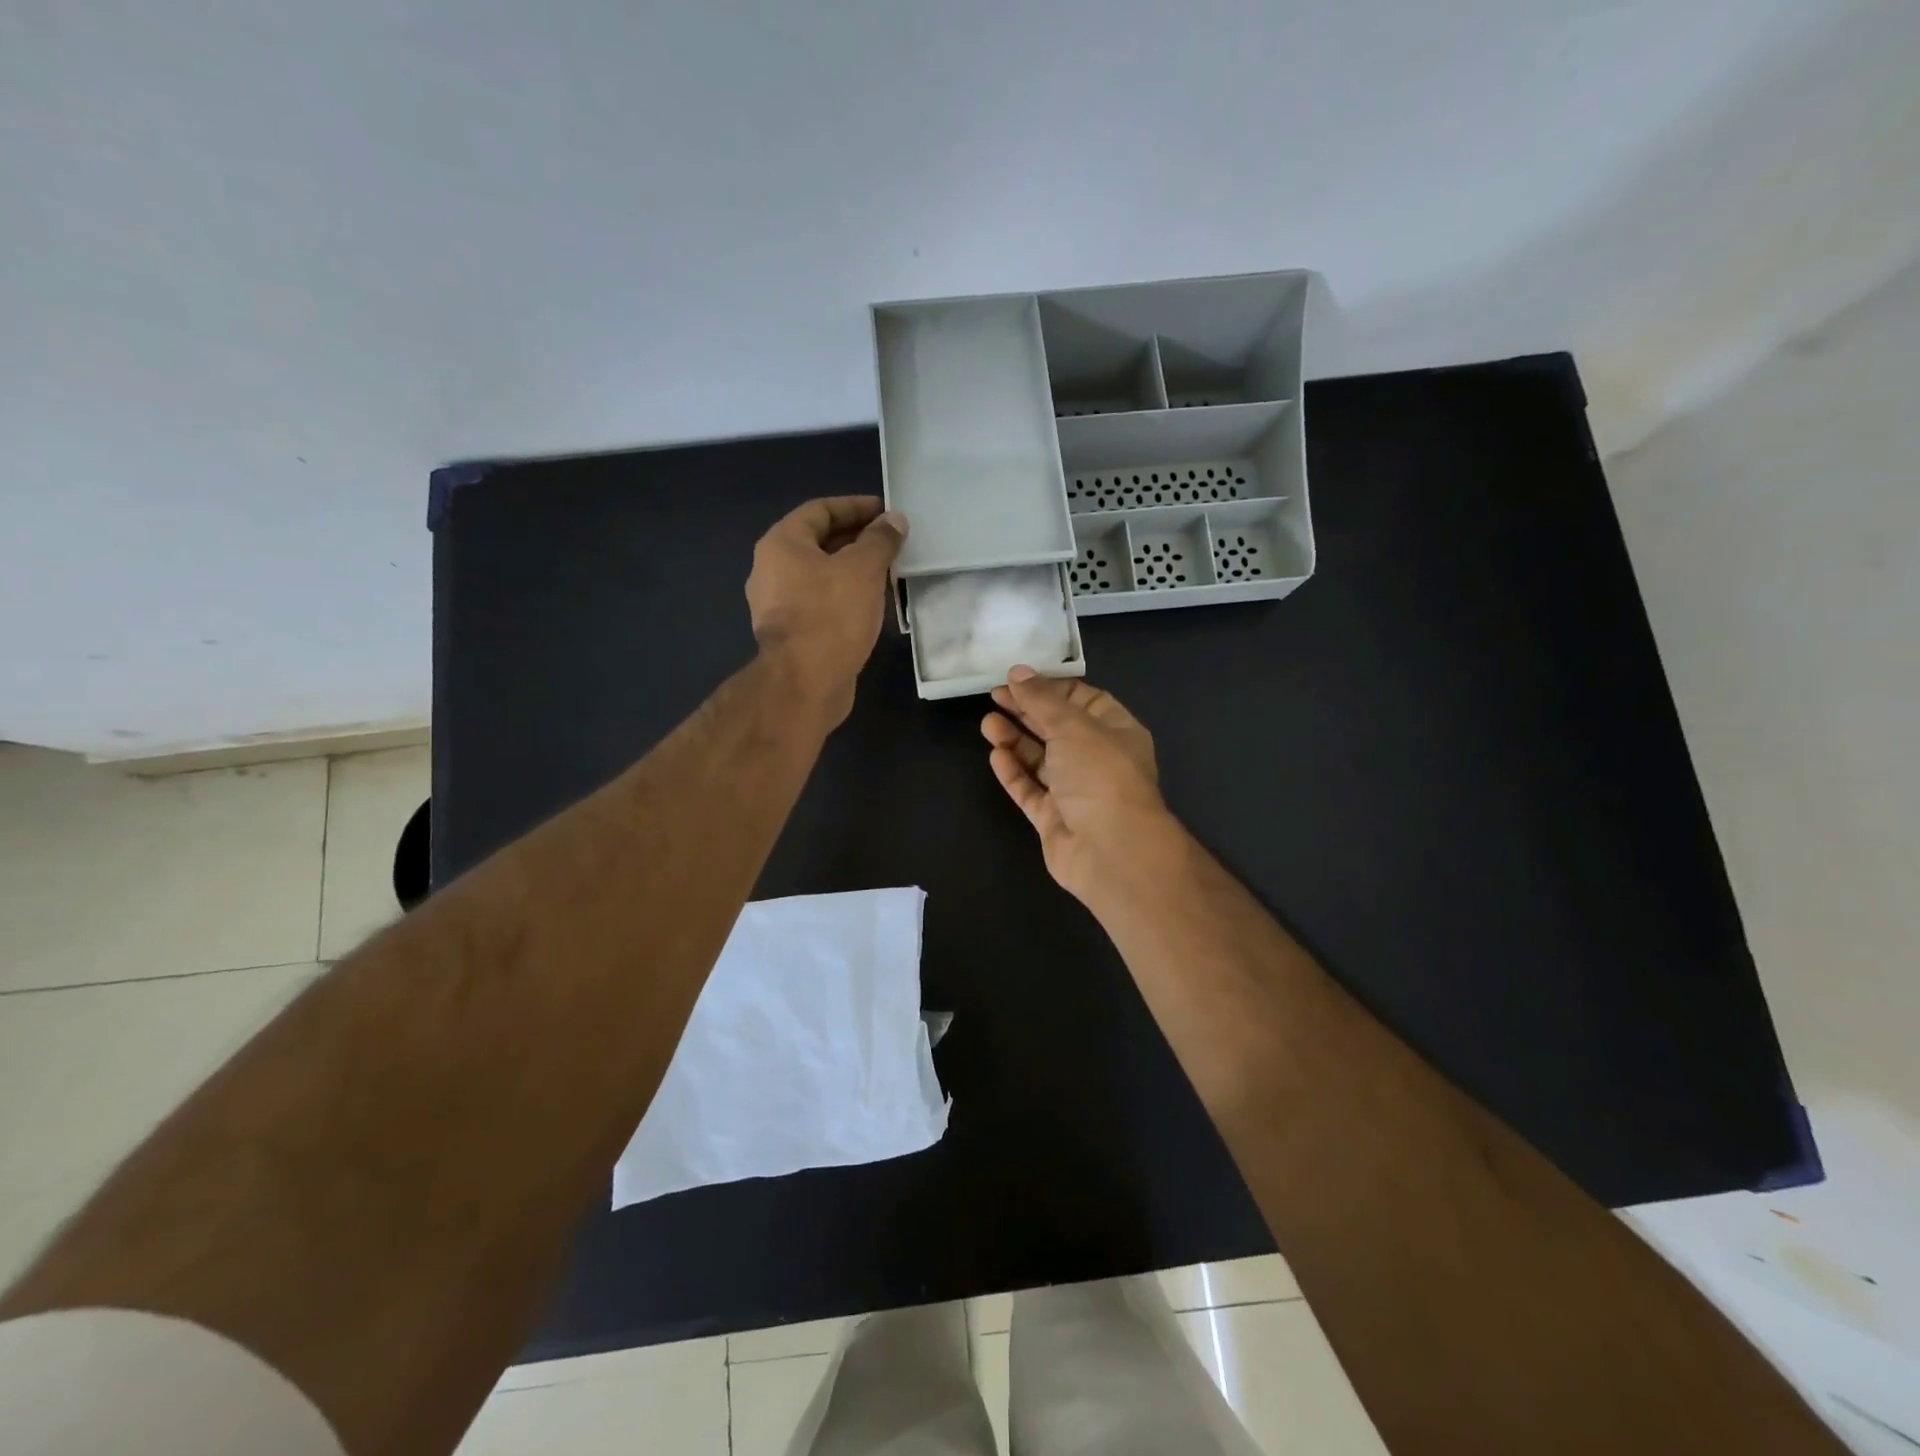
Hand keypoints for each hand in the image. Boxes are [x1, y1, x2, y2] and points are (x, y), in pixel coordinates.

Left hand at [747, 496, 906, 724]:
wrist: (805, 683)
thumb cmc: (831, 615)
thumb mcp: (863, 569)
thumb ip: (880, 540)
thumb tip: (894, 520)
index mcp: (782, 544)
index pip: (820, 510)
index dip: (855, 507)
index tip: (887, 512)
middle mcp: (771, 570)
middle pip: (819, 543)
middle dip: (857, 540)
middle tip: (892, 543)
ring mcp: (778, 606)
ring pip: (821, 576)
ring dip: (853, 571)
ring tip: (888, 574)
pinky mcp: (791, 635)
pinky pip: (821, 604)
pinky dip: (846, 598)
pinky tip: (872, 606)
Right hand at [981, 667, 1179, 904]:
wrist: (1111, 850)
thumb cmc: (1100, 775)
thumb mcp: (1072, 725)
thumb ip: (1041, 699)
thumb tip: (1017, 672)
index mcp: (1116, 731)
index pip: (1082, 699)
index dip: (1050, 688)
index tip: (1017, 678)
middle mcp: (1097, 759)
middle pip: (1057, 728)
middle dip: (1027, 711)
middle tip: (993, 696)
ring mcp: (1075, 792)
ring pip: (1040, 760)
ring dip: (1015, 740)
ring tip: (988, 724)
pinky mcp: (1054, 818)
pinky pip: (1031, 790)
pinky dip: (1014, 772)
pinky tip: (996, 756)